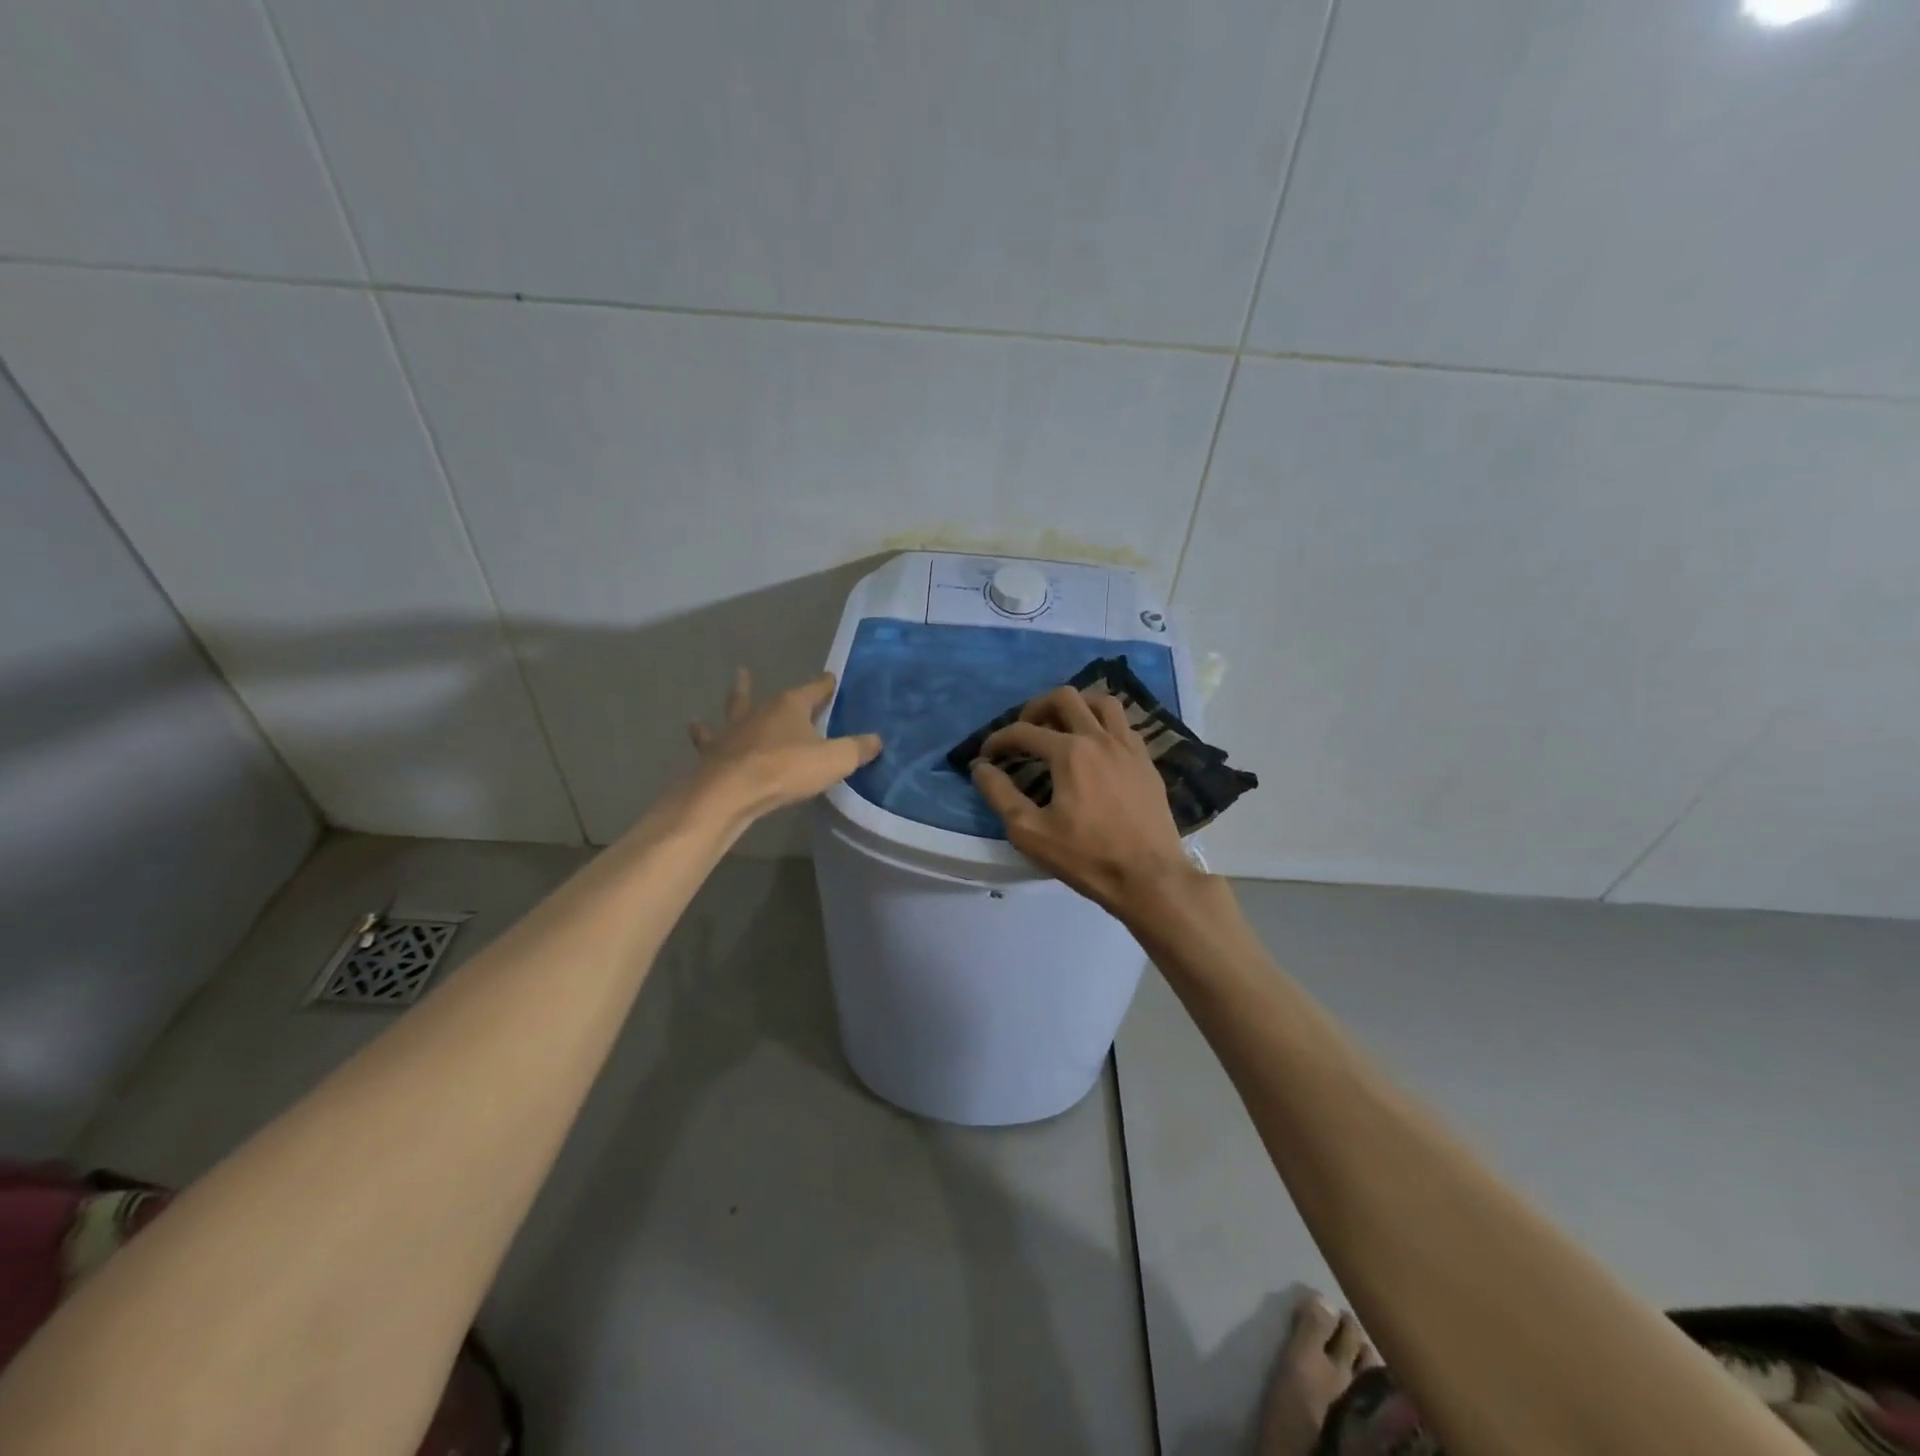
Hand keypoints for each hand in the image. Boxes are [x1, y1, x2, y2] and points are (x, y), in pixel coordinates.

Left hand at [688, 668, 880, 821]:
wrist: (730, 793)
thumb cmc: (785, 770)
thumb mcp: (834, 760)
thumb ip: (857, 749)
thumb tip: (876, 740)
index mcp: (790, 706)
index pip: (814, 689)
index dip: (825, 685)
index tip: (831, 678)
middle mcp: (760, 711)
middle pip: (774, 696)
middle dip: (784, 689)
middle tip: (775, 672)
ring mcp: (733, 731)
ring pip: (736, 707)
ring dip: (738, 695)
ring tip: (738, 681)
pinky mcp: (713, 752)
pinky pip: (709, 739)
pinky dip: (704, 733)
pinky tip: (696, 727)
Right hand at [970, 685, 1196, 915]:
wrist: (1150, 878)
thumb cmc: (1086, 857)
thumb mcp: (1030, 832)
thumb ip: (1000, 795)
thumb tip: (981, 768)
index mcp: (1070, 752)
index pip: (1024, 731)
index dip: (998, 739)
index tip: (986, 755)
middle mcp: (1100, 738)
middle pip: (1065, 698)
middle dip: (1036, 707)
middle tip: (1025, 730)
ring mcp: (1129, 747)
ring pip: (1102, 702)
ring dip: (1077, 705)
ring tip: (1063, 725)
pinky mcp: (1147, 762)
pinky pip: (1124, 725)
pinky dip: (1104, 724)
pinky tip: (1096, 747)